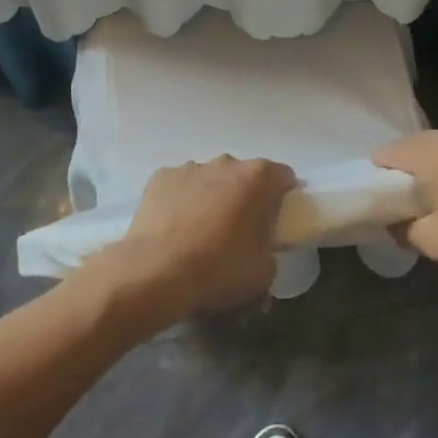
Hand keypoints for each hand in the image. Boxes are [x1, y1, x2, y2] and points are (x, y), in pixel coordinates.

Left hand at [89, 157, 295, 323]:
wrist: (154, 274)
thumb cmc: (217, 270)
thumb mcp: (263, 273)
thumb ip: (270, 252)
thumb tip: (262, 250)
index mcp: (258, 178)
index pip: (283, 177)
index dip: (284, 196)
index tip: (277, 220)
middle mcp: (226, 163)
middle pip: (244, 175)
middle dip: (245, 196)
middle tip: (239, 230)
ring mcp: (190, 167)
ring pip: (210, 179)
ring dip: (212, 197)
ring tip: (201, 232)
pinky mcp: (160, 178)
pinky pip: (180, 186)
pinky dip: (181, 201)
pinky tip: (174, 228)